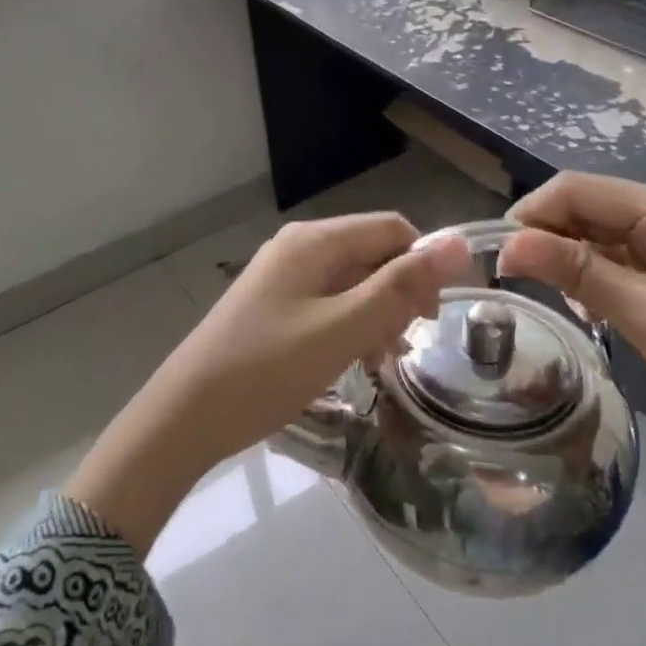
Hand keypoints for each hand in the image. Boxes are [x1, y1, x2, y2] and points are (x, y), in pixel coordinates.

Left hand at [67, 215, 471, 552]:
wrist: (187, 415)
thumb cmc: (267, 369)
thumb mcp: (342, 330)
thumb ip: (400, 287)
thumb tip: (458, 242)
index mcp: (315, 241)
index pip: (393, 229)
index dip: (424, 266)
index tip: (435, 319)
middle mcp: (298, 247)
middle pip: (372, 253)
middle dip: (397, 294)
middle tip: (399, 346)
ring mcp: (282, 276)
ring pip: (352, 281)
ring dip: (375, 314)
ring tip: (375, 360)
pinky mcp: (273, 305)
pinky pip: (328, 302)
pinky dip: (348, 326)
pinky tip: (349, 361)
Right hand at [497, 174, 645, 516]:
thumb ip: (577, 272)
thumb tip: (508, 243)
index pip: (577, 188)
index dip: (530, 214)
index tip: (498, 257)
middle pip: (586, 206)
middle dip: (547, 237)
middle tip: (520, 284)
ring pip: (598, 233)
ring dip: (568, 259)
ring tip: (559, 302)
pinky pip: (618, 257)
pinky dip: (593, 276)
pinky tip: (590, 308)